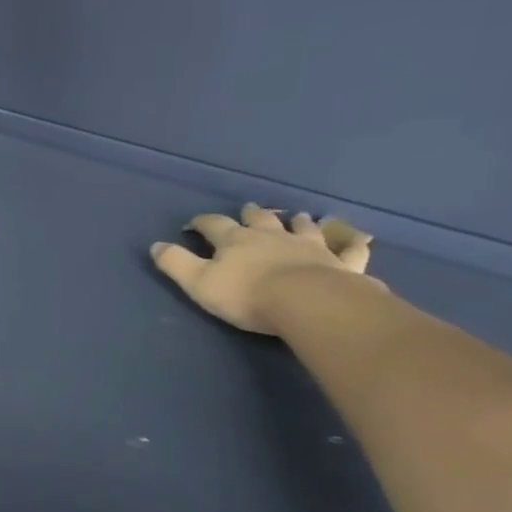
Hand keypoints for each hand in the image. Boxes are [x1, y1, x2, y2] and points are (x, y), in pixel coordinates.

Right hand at [151, 203, 381, 334]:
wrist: (307, 302)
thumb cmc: (246, 295)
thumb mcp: (198, 282)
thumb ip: (176, 263)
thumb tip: (155, 245)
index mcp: (236, 240)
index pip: (214, 225)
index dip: (201, 223)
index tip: (193, 224)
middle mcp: (273, 236)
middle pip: (260, 219)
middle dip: (251, 214)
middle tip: (249, 209)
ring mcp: (310, 246)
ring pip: (302, 228)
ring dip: (296, 222)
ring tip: (296, 218)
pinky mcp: (340, 263)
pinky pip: (350, 250)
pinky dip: (351, 244)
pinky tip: (355, 240)